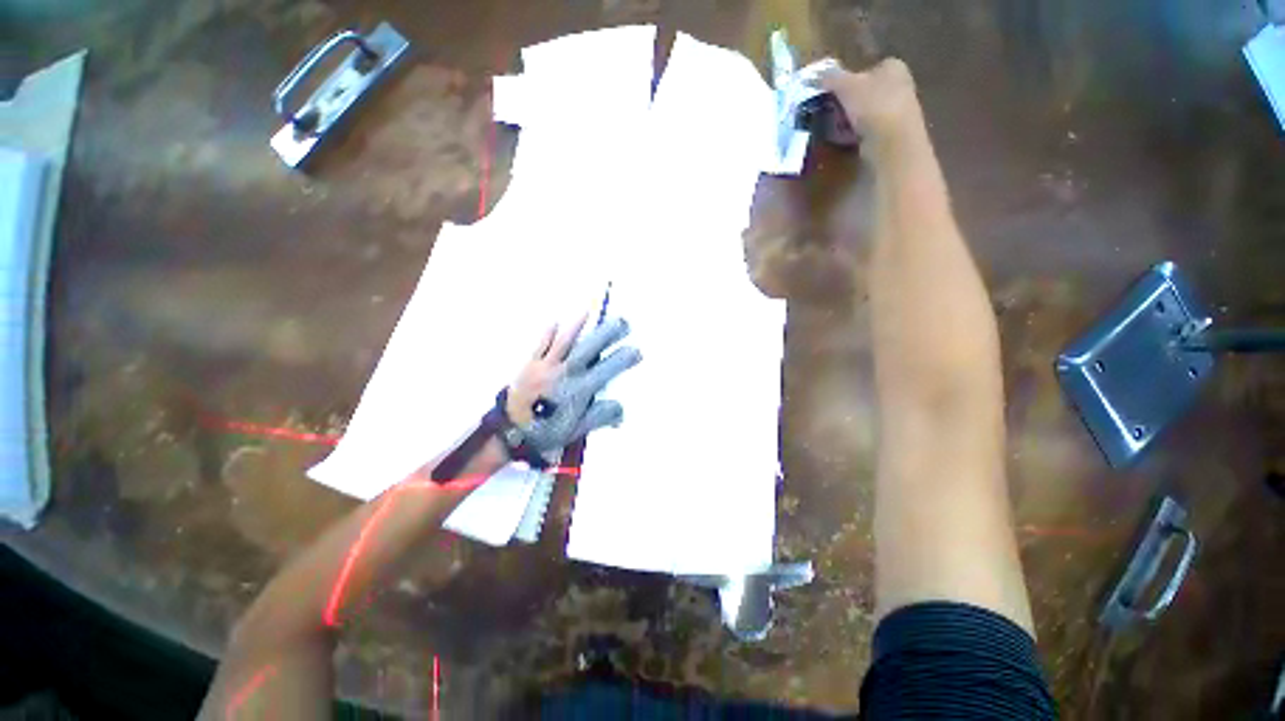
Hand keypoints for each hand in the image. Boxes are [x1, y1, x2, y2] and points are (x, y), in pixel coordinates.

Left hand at [505, 317, 641, 454]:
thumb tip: (622, 409)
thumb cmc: (547, 432)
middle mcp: (565, 373)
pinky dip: (548, 333)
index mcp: (579, 390)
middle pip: (589, 349)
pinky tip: (555, 322)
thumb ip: (600, 417)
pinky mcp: (529, 364)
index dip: (623, 359)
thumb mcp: (578, 430)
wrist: (510, 433)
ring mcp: (545, 366)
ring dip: (578, 326)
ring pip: (565, 342)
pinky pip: (540, 345)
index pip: (607, 370)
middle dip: (607, 334)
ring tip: (590, 312)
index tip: (637, 351)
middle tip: (622, 322)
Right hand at [819, 59, 921, 148]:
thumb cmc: (872, 105)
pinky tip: (845, 141)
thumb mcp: (846, 86)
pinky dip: (855, 135)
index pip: (866, 69)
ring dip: (849, 121)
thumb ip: (830, 78)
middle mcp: (899, 84)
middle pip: (864, 92)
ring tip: (834, 129)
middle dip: (846, 103)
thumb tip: (813, 75)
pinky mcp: (892, 134)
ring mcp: (898, 110)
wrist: (892, 142)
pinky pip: (867, 131)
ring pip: (865, 113)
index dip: (847, 80)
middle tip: (830, 112)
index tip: (831, 94)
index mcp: (893, 66)